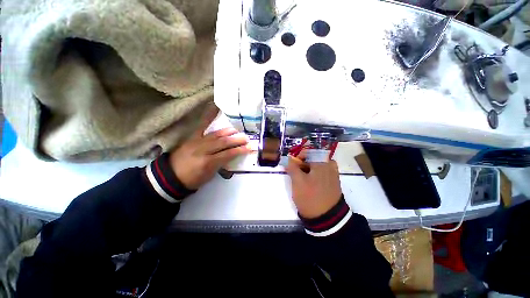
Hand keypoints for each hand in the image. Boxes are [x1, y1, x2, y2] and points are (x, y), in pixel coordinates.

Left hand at [169, 107, 251, 189]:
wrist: (171, 175)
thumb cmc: (193, 179)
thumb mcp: (209, 176)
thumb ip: (221, 164)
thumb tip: (231, 156)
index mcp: (208, 162)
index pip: (228, 154)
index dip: (240, 150)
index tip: (249, 148)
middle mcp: (203, 150)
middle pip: (223, 142)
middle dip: (236, 140)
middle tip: (246, 138)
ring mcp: (197, 141)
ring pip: (216, 134)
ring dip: (228, 132)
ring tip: (237, 131)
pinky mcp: (192, 137)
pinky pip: (202, 125)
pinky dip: (209, 116)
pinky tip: (215, 108)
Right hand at [286, 154, 341, 218]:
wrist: (327, 218)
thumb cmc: (310, 197)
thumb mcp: (297, 181)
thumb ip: (292, 167)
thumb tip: (287, 158)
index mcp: (321, 162)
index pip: (308, 151)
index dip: (298, 156)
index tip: (292, 164)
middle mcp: (329, 165)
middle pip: (313, 158)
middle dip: (303, 164)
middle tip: (297, 173)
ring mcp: (333, 174)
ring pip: (317, 165)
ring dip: (309, 169)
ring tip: (303, 177)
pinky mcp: (334, 182)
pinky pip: (323, 172)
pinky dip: (315, 174)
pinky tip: (311, 182)